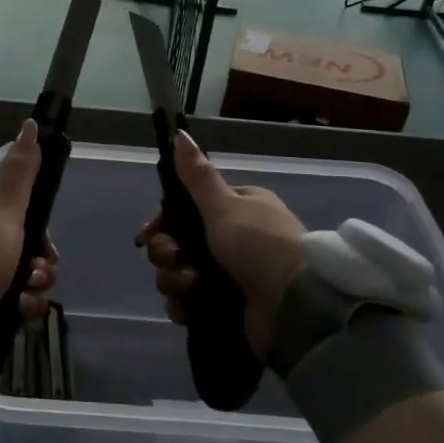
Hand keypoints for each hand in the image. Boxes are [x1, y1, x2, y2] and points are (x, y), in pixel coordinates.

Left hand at [0, 120, 57, 322]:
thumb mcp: (5, 207)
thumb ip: (20, 171)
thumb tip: (30, 125)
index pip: (11, 212)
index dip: (38, 231)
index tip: (47, 249)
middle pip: (15, 243)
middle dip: (37, 263)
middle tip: (39, 275)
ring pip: (11, 272)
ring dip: (32, 286)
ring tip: (28, 297)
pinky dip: (17, 304)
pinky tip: (21, 311)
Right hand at [136, 131, 306, 362]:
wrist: (296, 305)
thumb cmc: (260, 245)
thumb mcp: (226, 205)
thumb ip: (198, 176)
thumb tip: (179, 133)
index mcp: (237, 209)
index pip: (185, 210)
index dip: (162, 222)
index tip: (148, 235)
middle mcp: (233, 239)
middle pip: (178, 242)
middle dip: (166, 253)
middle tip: (174, 260)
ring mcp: (230, 274)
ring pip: (179, 273)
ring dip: (174, 281)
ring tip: (188, 288)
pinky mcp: (227, 306)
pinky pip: (191, 302)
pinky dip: (184, 305)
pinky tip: (186, 309)